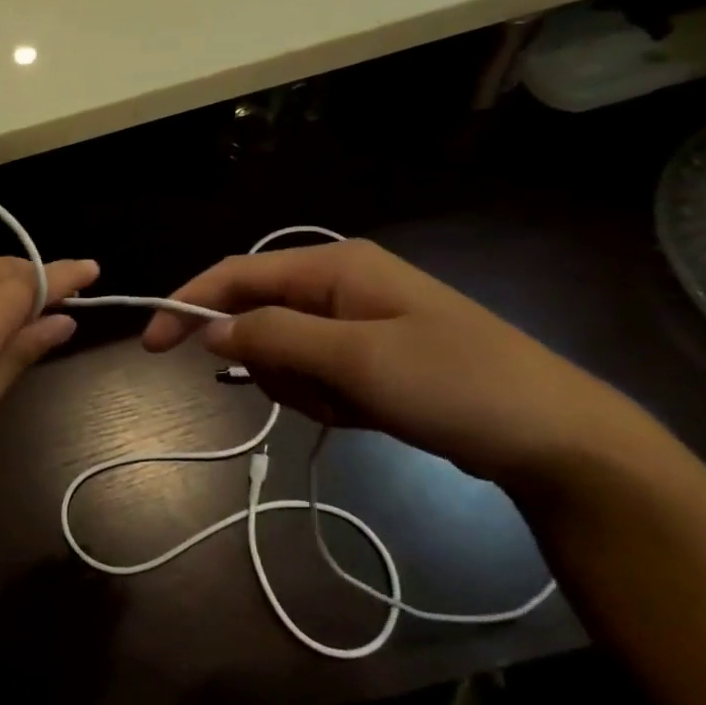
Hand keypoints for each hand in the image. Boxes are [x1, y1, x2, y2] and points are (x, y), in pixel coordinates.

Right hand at [141, 240, 669, 487]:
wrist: (554, 438)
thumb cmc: (455, 383)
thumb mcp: (357, 359)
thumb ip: (275, 337)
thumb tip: (210, 330)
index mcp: (335, 266)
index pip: (238, 274)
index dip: (189, 304)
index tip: (151, 347)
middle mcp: (339, 285)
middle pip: (259, 317)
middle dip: (271, 362)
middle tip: (316, 393)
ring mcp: (356, 323)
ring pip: (283, 353)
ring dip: (301, 387)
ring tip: (353, 406)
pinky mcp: (368, 359)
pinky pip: (314, 375)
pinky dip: (324, 399)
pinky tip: (364, 413)